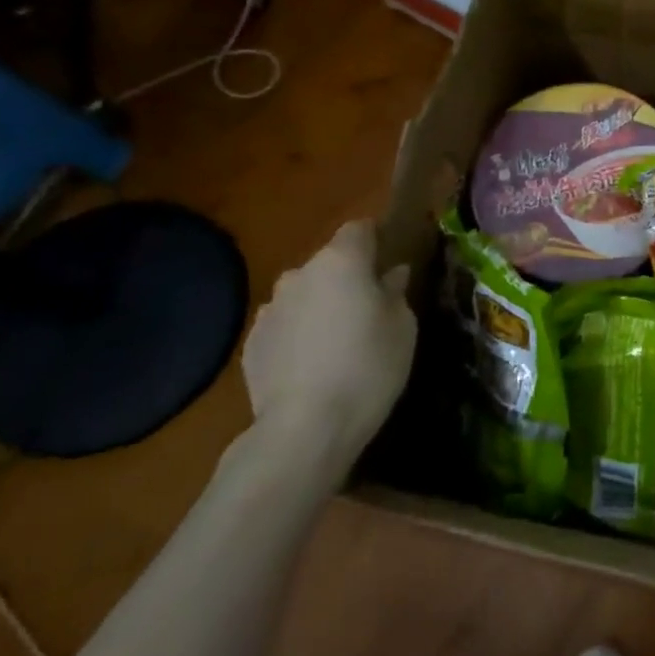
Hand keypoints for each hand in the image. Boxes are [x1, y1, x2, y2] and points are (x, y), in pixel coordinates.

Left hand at [241, 220, 417, 473]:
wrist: (306, 427)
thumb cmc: (369, 367)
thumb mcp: (403, 327)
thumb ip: (395, 292)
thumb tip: (391, 274)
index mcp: (341, 262)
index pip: (359, 228)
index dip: (376, 239)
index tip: (391, 260)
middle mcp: (299, 274)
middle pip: (329, 263)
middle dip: (348, 278)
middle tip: (370, 309)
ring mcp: (270, 309)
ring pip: (304, 295)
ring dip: (321, 306)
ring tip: (338, 342)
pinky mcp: (252, 343)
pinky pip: (285, 326)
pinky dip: (299, 335)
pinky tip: (313, 366)